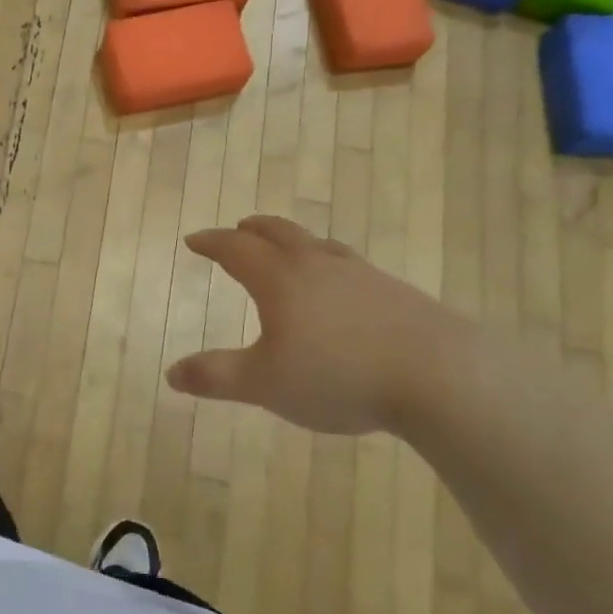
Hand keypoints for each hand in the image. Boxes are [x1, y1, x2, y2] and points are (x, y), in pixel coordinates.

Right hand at [165, 216, 473, 436]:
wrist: (441, 376)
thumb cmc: (339, 376)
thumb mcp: (264, 384)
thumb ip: (216, 376)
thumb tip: (171, 373)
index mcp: (280, 280)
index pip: (236, 249)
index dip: (212, 242)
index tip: (194, 240)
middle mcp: (318, 266)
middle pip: (279, 233)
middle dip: (252, 230)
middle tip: (239, 229)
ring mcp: (361, 276)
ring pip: (317, 245)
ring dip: (293, 241)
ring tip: (288, 249)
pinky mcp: (395, 293)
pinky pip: (349, 265)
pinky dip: (329, 264)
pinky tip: (341, 286)